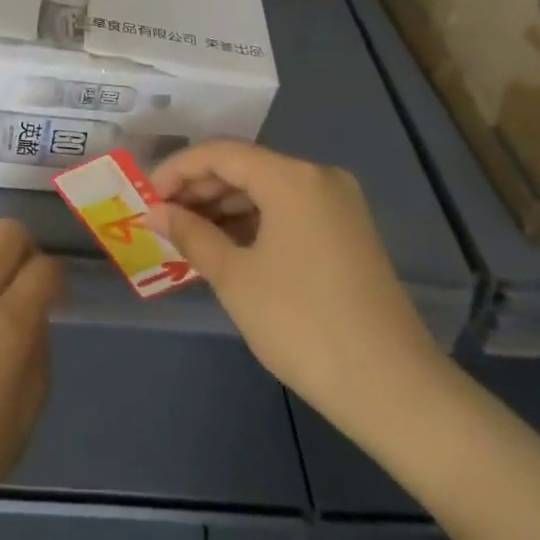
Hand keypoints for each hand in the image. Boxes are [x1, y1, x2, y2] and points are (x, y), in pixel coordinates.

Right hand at [144, 140, 449, 452]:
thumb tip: (155, 212)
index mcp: (291, 177)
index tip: (147, 198)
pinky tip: (227, 247)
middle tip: (163, 219)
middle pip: (245, 166)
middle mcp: (318, 177)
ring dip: (225, 206)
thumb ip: (191, 234)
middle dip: (199, 189)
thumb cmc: (301, 324)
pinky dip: (254, 222)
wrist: (392, 387)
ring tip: (188, 236)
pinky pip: (289, 210)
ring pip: (267, 189)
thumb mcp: (235, 277)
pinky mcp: (348, 232)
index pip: (220, 153)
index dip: (176, 170)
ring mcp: (339, 204)